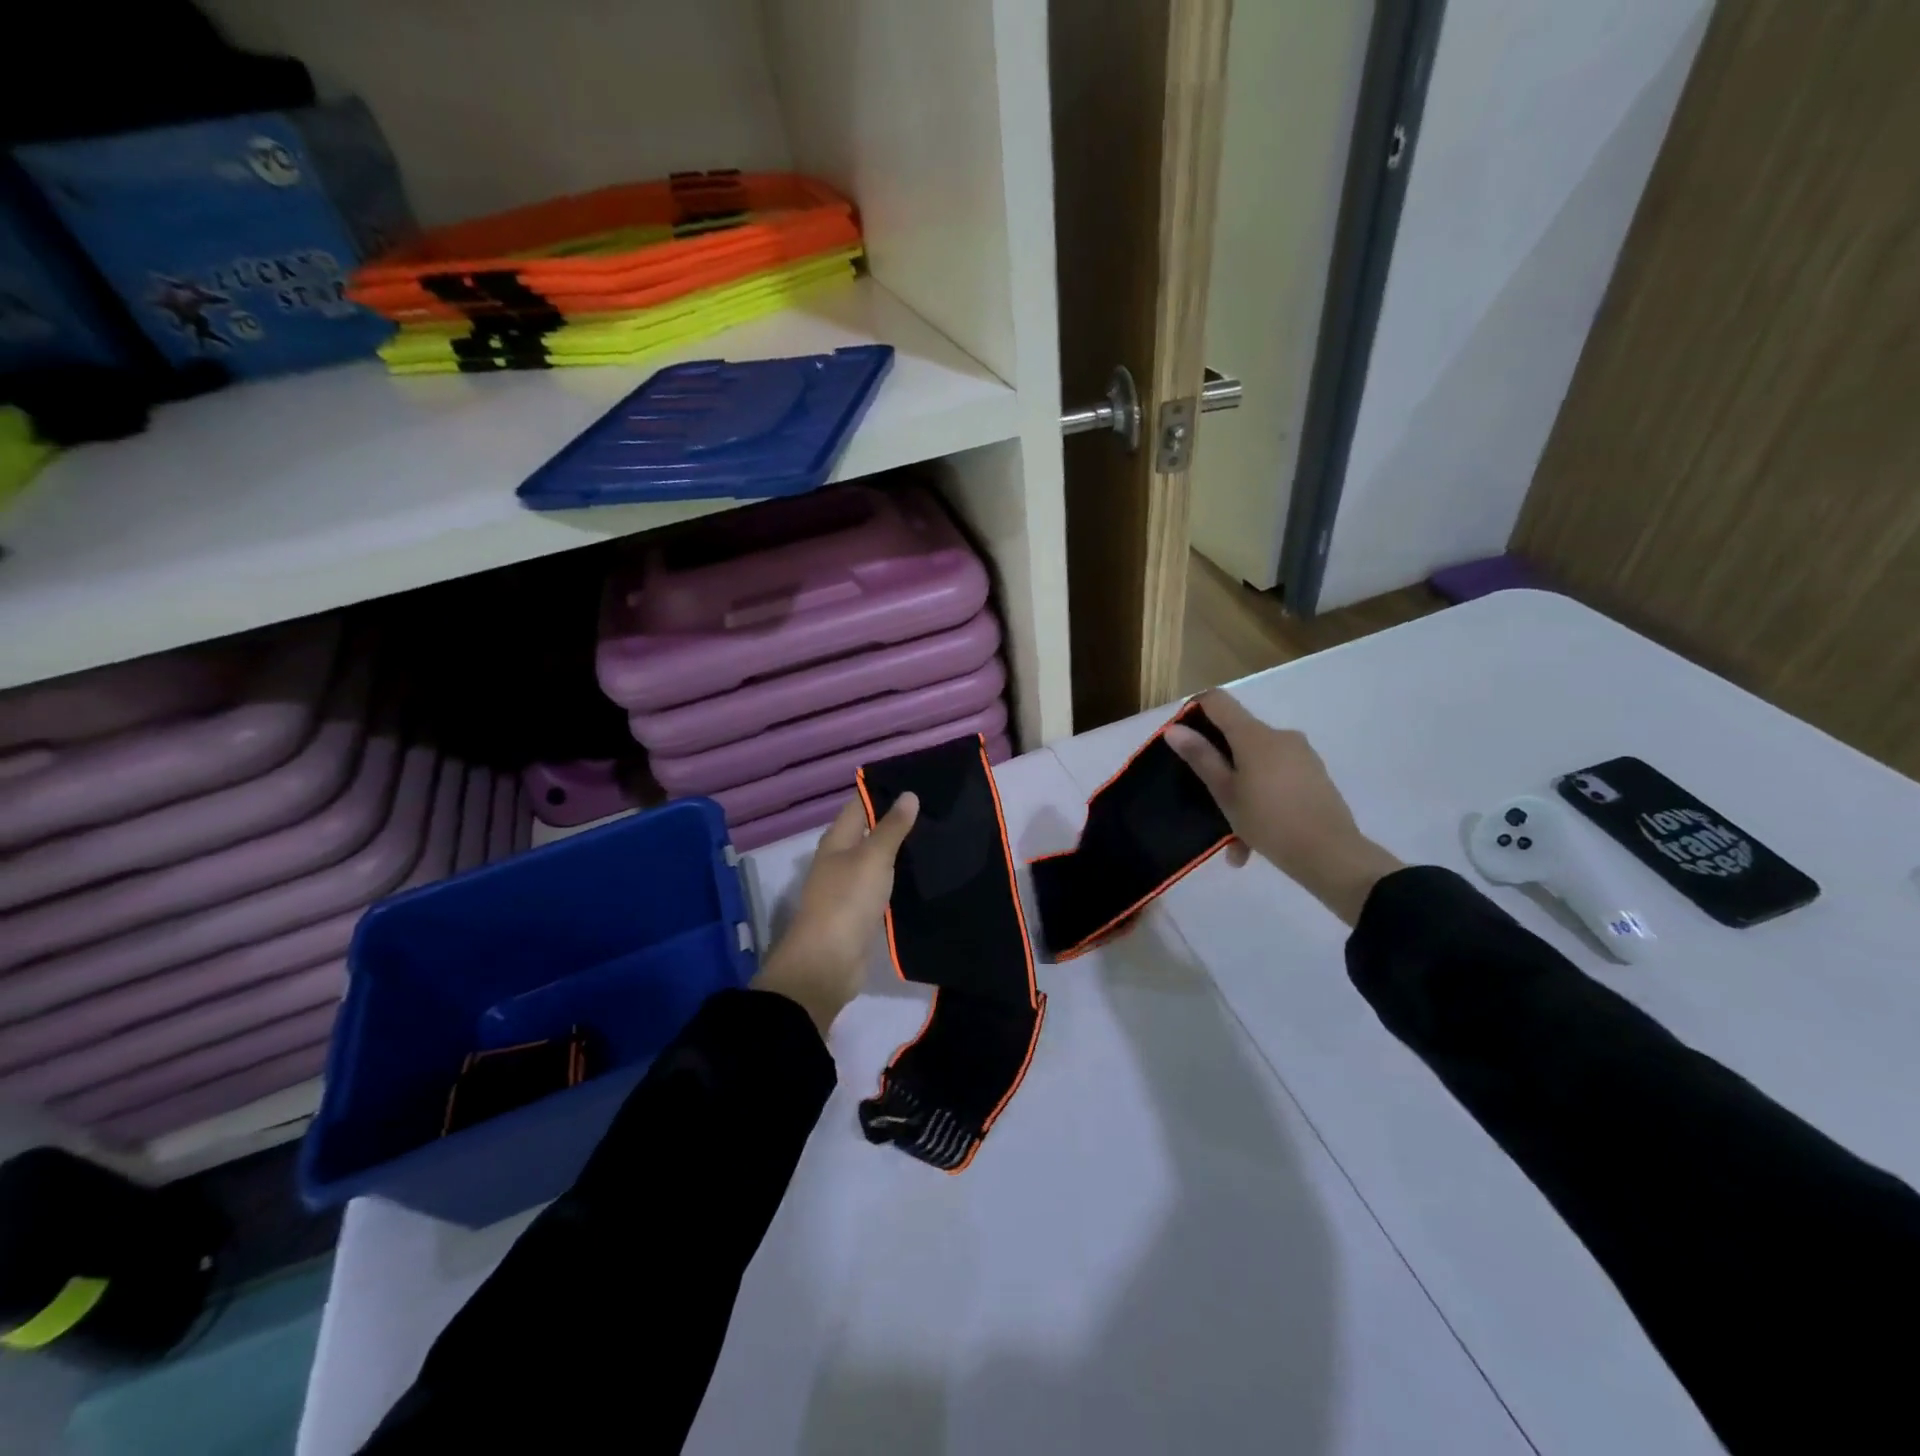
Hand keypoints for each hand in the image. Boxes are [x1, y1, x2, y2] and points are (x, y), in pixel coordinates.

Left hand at [752, 793, 919, 1035]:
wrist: (828, 963)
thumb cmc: (847, 901)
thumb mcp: (872, 858)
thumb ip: (892, 828)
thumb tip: (909, 795)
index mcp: (837, 840)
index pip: (861, 805)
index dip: (885, 792)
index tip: (920, 781)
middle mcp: (841, 859)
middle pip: (871, 832)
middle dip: (899, 821)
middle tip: (939, 809)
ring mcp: (851, 887)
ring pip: (880, 860)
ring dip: (903, 851)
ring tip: (940, 837)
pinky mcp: (863, 912)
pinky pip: (885, 887)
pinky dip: (902, 879)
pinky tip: (927, 874)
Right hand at [1163, 689, 1401, 924]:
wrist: (1332, 855)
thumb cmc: (1270, 821)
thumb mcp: (1225, 793)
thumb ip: (1201, 757)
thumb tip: (1174, 728)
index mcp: (1254, 735)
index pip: (1218, 701)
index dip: (1194, 711)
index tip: (1181, 738)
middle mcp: (1280, 736)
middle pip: (1238, 735)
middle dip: (1219, 765)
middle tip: (1206, 800)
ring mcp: (1301, 755)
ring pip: (1257, 764)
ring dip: (1240, 792)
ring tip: (1233, 840)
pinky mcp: (1315, 774)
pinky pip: (1277, 779)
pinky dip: (1262, 800)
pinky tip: (1254, 841)